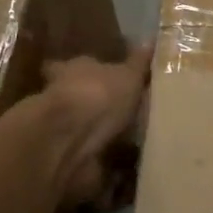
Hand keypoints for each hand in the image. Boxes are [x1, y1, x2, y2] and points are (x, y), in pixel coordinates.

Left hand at [37, 44, 151, 202]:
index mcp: (72, 71)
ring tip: (130, 145)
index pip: (76, 66)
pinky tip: (124, 173)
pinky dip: (103, 165)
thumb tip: (150, 40)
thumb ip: (138, 62)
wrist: (69, 140)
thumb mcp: (127, 74)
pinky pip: (90, 162)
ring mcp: (62, 131)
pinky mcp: (67, 160)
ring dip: (99, 137)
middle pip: (78, 100)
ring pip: (82, 131)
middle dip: (94, 107)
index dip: (89, 72)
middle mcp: (62, 98)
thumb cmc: (98, 95)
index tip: (104, 77)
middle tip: (122, 115)